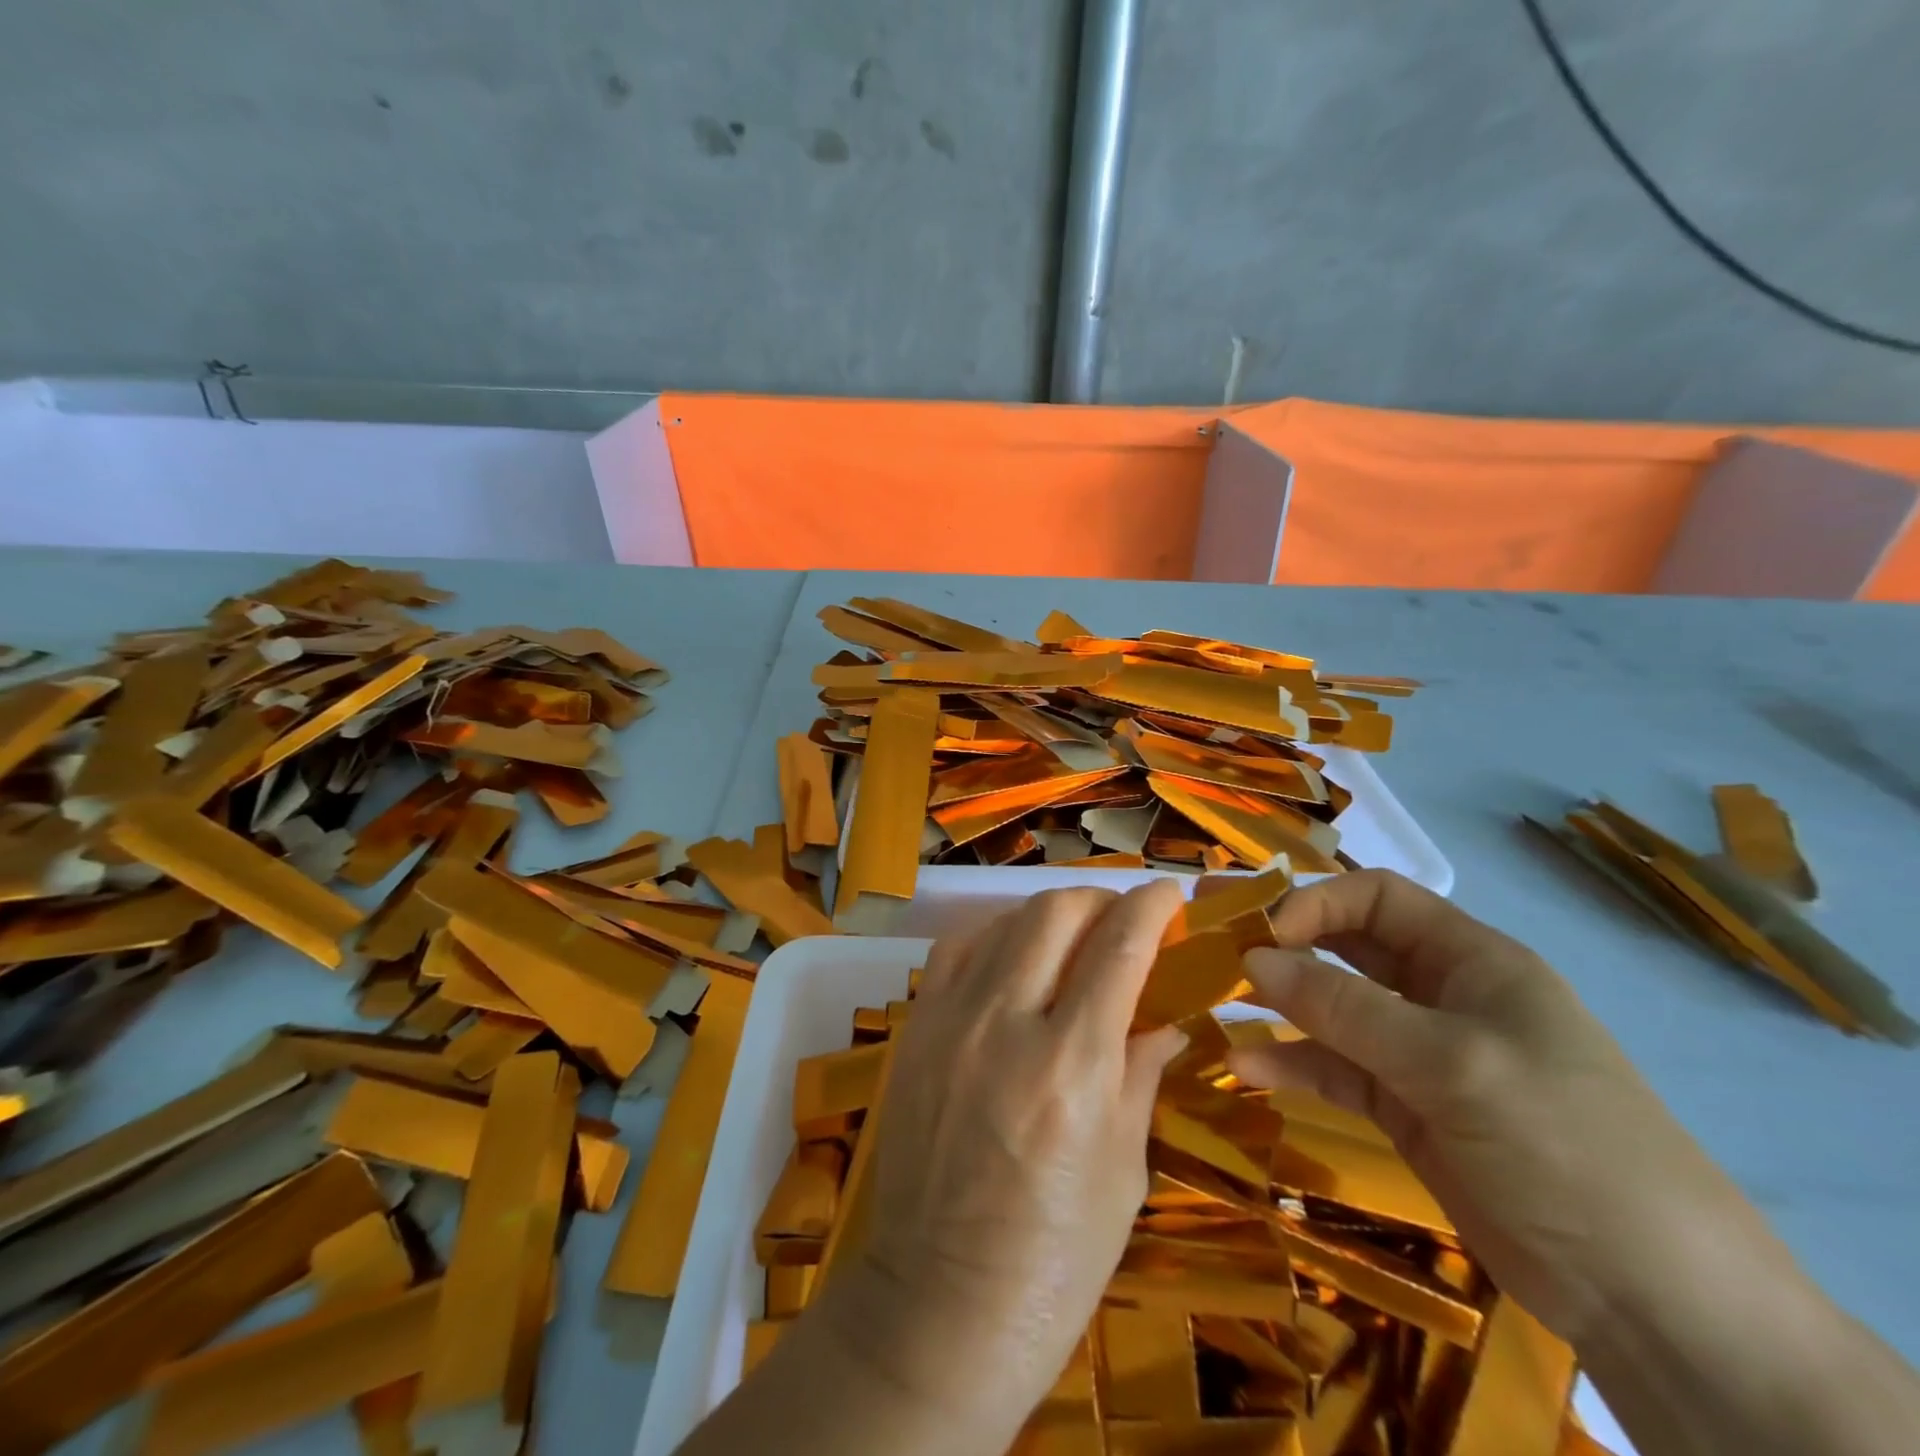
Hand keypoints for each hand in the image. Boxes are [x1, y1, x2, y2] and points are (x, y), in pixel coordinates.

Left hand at [833, 883, 1187, 1436]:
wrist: (938, 1305)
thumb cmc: (1053, 1259)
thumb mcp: (1123, 1170)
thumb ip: (1141, 1073)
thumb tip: (1167, 1015)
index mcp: (1071, 1065)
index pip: (1119, 947)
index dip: (1151, 906)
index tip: (1170, 894)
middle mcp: (1005, 1023)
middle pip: (1055, 912)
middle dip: (1099, 900)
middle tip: (1122, 921)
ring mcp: (950, 1020)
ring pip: (1003, 922)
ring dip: (1048, 916)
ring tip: (1072, 940)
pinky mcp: (915, 1030)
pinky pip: (955, 950)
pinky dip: (993, 938)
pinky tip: (1011, 961)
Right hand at [1228, 869, 1761, 1346]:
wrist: (1654, 1301)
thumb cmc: (1564, 1144)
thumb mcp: (1450, 1064)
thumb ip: (1344, 1008)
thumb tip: (1252, 958)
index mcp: (1470, 960)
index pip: (1377, 899)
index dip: (1317, 904)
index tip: (1264, 934)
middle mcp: (1440, 995)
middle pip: (1347, 948)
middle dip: (1284, 946)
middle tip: (1216, 949)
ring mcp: (1420, 1056)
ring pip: (1333, 1010)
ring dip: (1279, 1007)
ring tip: (1218, 1006)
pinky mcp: (1404, 1109)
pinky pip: (1334, 1069)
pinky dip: (1291, 1064)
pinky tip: (1245, 1069)